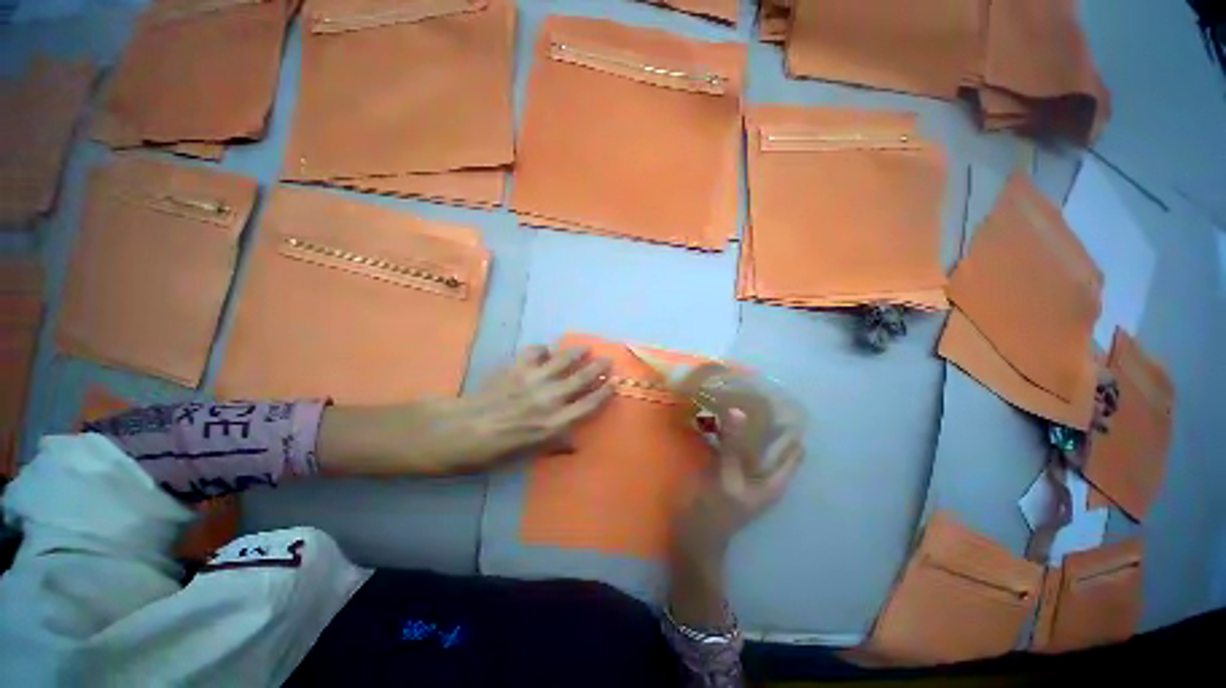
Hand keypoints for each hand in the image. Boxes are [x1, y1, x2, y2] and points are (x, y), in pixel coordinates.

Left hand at [463, 345, 613, 457]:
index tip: (613, 383)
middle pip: (582, 378)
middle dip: (598, 368)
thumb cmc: (495, 450)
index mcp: (555, 423)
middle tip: (607, 360)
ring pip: (564, 360)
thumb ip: (555, 445)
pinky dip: (543, 349)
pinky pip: (535, 352)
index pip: (588, 405)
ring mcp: (534, 380)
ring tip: (585, 348)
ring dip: (577, 353)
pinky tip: (545, 351)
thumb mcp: (529, 454)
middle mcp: (550, 399)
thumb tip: (574, 445)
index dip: (604, 393)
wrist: (461, 430)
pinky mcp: (517, 367)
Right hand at [667, 412, 802, 629]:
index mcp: (774, 479)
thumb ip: (734, 446)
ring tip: (735, 398)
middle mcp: (763, 474)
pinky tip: (716, 418)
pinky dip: (728, 433)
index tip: (778, 401)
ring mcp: (744, 472)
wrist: (694, 536)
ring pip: (751, 442)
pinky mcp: (726, 470)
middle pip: (772, 442)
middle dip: (764, 420)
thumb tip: (739, 411)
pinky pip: (732, 446)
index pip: (793, 448)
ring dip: (745, 424)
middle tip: (752, 393)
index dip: (790, 426)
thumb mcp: (728, 477)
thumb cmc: (716, 511)